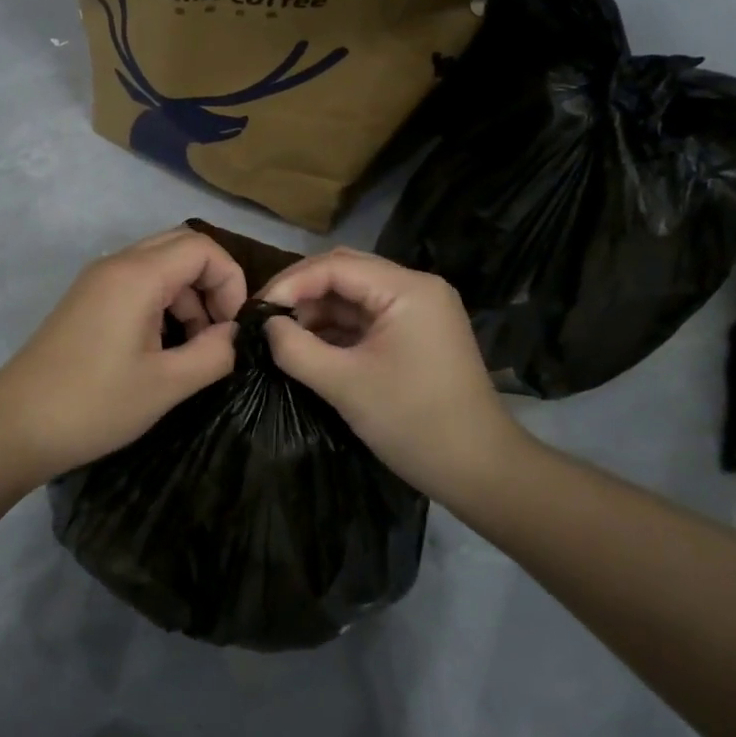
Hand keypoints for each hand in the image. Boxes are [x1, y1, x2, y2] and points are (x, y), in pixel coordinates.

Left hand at [0, 227, 247, 485]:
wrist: (14, 427)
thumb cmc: (94, 405)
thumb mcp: (166, 384)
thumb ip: (215, 353)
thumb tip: (238, 334)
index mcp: (137, 275)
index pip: (202, 247)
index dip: (231, 281)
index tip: (235, 328)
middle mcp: (116, 264)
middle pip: (181, 247)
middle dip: (211, 284)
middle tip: (219, 332)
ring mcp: (97, 281)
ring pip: (160, 265)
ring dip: (188, 297)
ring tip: (194, 349)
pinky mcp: (86, 301)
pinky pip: (137, 284)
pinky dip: (162, 304)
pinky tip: (164, 348)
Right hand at [261, 249, 528, 498]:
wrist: (479, 470)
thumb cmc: (413, 422)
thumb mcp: (345, 384)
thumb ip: (296, 349)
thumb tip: (266, 325)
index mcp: (407, 289)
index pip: (336, 266)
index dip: (291, 282)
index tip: (256, 310)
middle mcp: (416, 289)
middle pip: (346, 273)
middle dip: (301, 292)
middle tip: (264, 318)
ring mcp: (418, 312)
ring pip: (354, 296)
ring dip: (317, 312)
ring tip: (280, 335)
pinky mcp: (415, 335)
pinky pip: (367, 319)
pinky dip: (336, 330)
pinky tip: (308, 346)